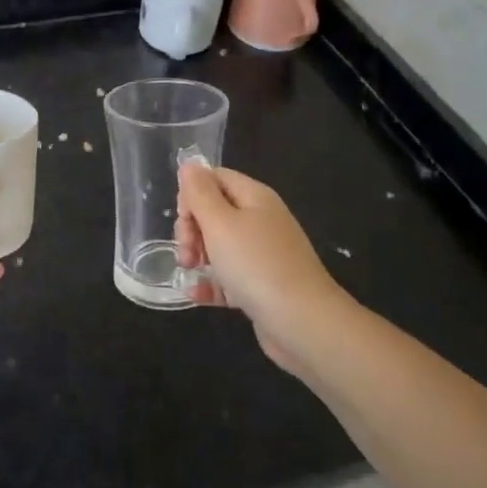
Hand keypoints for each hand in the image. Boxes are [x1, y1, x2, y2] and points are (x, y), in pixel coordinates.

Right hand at [174, 163, 347, 368]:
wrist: (303, 322)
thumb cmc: (256, 264)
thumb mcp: (220, 223)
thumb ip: (200, 193)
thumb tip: (189, 165)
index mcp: (255, 197)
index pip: (216, 178)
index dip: (193, 193)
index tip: (183, 217)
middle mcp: (261, 221)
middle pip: (215, 212)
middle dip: (192, 228)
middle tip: (186, 251)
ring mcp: (263, 255)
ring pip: (219, 246)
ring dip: (197, 256)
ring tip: (189, 272)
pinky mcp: (262, 286)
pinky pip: (229, 277)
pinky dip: (211, 283)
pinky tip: (195, 294)